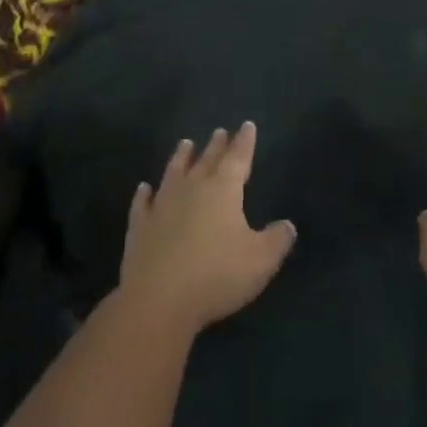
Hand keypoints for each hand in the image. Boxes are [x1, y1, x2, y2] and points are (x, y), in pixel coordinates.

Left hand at [119, 123, 295, 336]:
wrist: (158, 301)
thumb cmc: (217, 275)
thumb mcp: (261, 260)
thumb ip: (277, 239)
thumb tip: (287, 225)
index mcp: (223, 191)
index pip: (237, 158)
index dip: (244, 142)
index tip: (247, 126)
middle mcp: (191, 189)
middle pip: (206, 161)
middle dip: (216, 146)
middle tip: (219, 131)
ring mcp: (161, 206)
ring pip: (173, 173)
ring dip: (181, 158)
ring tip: (185, 144)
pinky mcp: (139, 227)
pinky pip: (142, 203)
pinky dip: (144, 194)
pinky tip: (144, 188)